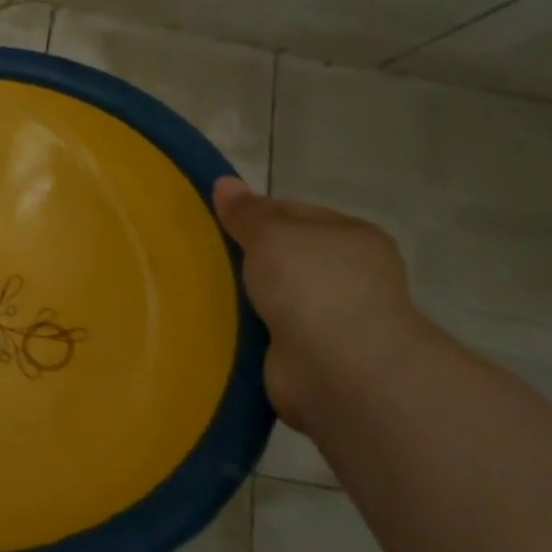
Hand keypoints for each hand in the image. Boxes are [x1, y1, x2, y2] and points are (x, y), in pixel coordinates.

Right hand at [211, 177, 425, 428]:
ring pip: (275, 296)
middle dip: (246, 257)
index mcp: (351, 237)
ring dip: (245, 297)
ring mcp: (333, 318)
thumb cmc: (312, 285)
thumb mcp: (272, 234)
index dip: (254, 213)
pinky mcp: (312, 355)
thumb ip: (246, 212)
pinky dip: (246, 329)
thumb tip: (224, 183)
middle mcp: (349, 275)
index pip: (294, 213)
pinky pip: (268, 332)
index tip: (214, 221)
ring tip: (199, 289)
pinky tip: (217, 324)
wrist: (339, 367)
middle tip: (201, 255)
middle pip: (284, 256)